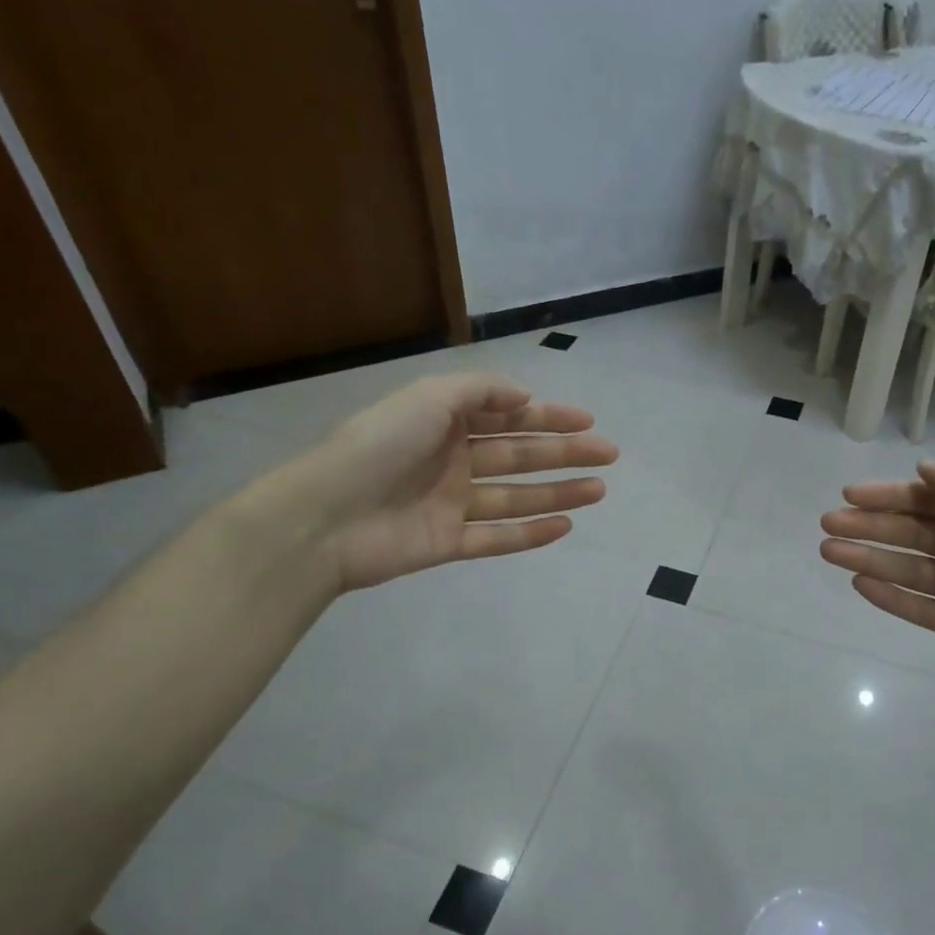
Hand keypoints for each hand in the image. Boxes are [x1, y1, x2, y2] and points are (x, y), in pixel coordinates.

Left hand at [280, 372, 616, 592]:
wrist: (325, 517)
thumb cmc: (379, 447)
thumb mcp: (429, 399)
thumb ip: (479, 392)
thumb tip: (524, 397)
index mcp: (445, 422)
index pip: (507, 416)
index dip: (549, 417)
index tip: (588, 422)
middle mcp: (452, 460)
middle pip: (520, 455)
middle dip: (565, 453)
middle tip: (609, 454)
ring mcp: (451, 503)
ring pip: (516, 496)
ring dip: (558, 492)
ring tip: (600, 490)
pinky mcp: (448, 542)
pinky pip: (498, 537)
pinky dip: (531, 533)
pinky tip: (566, 526)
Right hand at [820, 460, 934, 698]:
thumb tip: (922, 468)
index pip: (928, 500)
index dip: (888, 496)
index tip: (848, 495)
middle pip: (912, 534)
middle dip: (869, 527)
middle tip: (827, 525)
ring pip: (910, 570)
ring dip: (870, 559)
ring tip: (829, 552)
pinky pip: (922, 609)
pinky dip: (892, 597)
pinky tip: (859, 585)